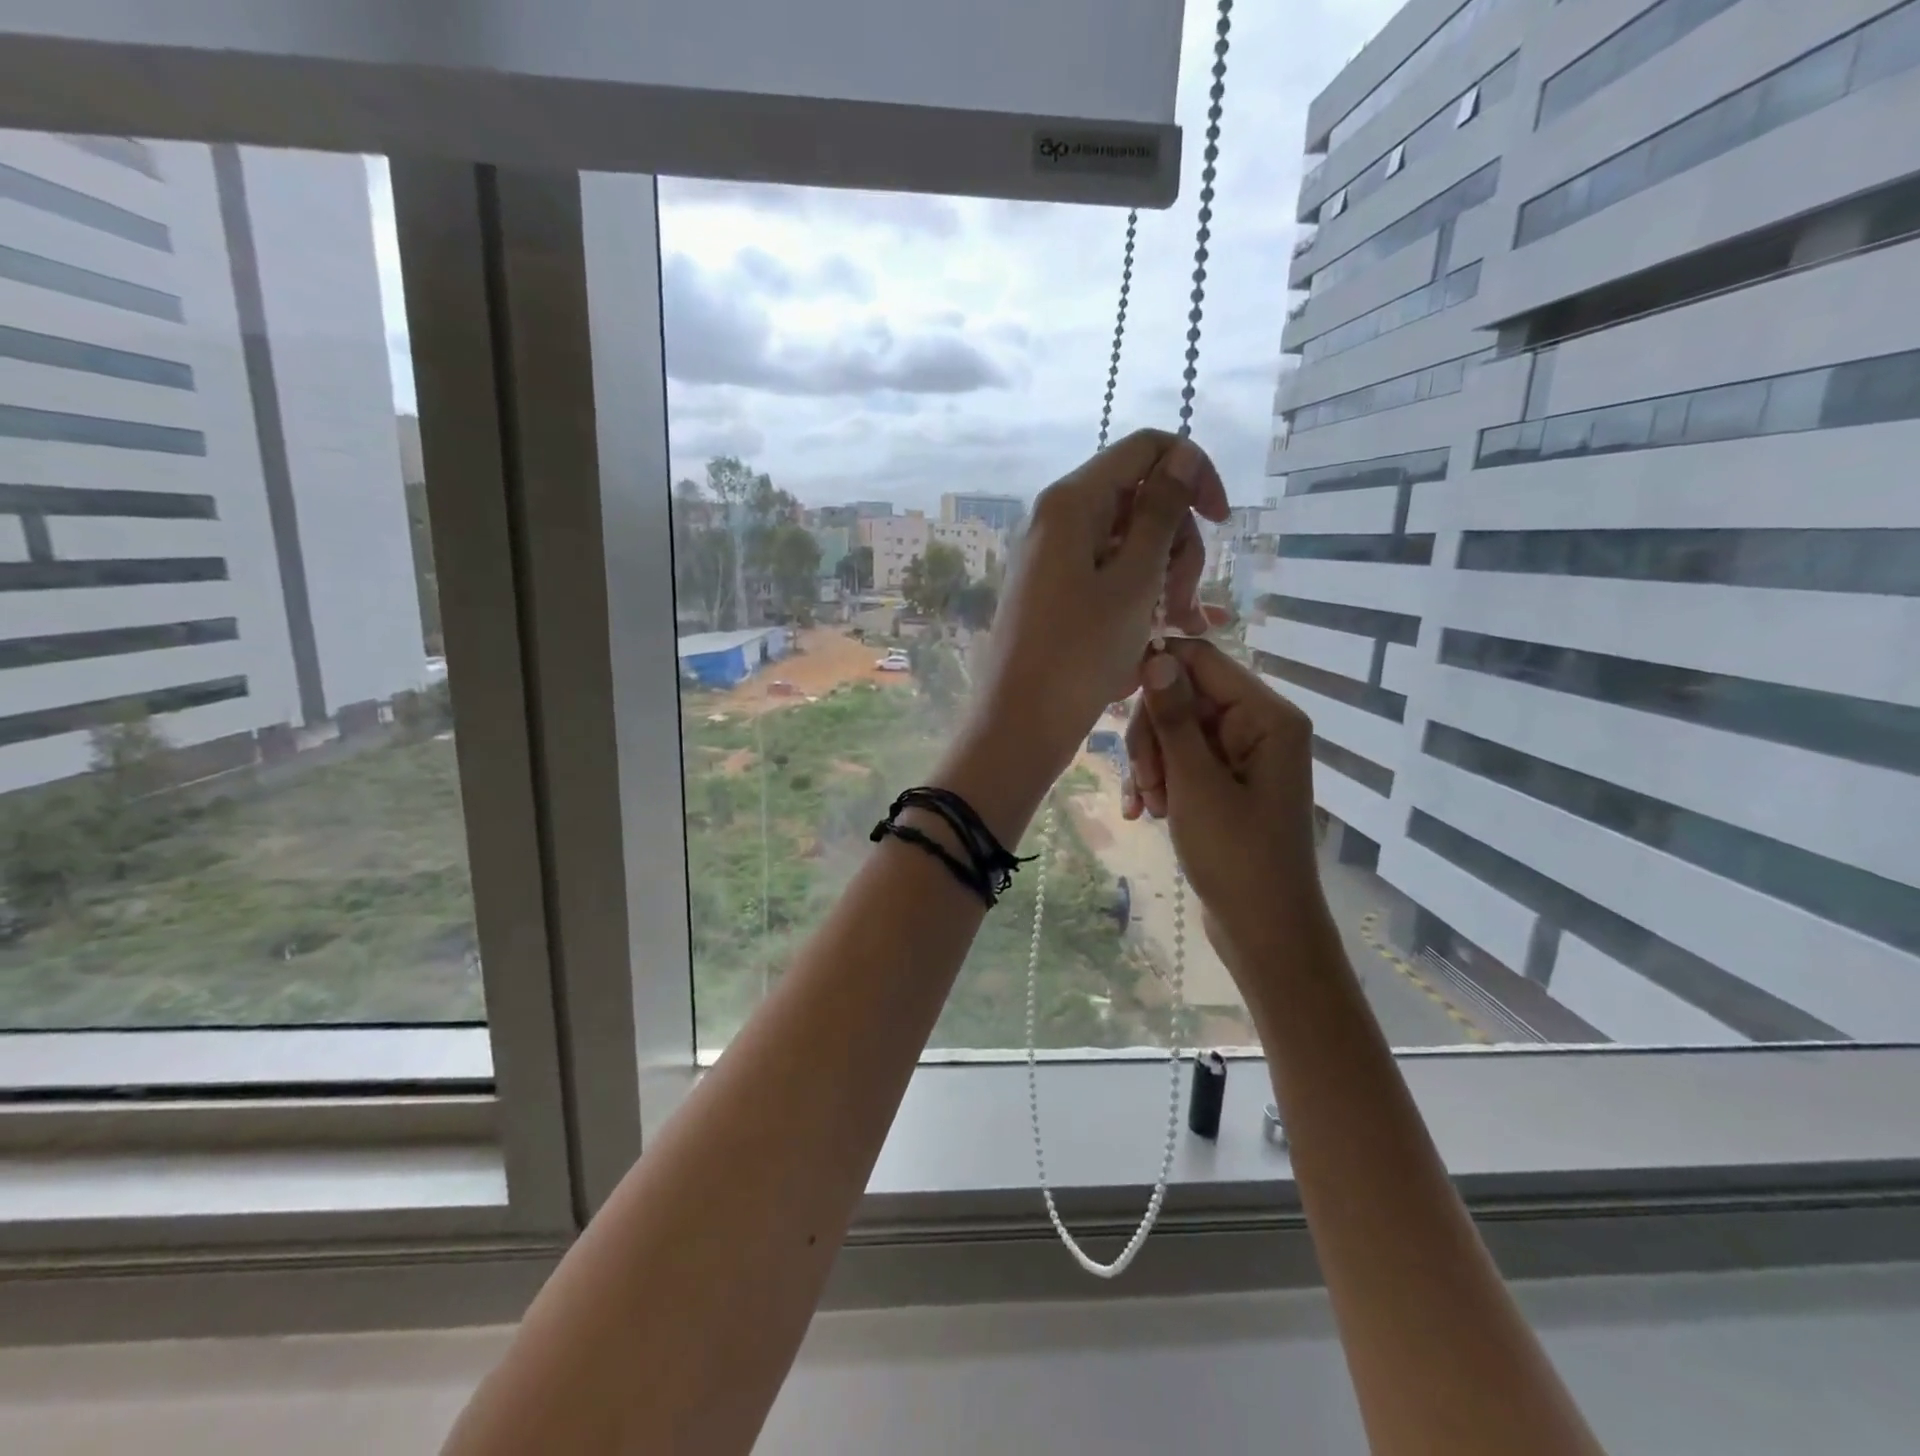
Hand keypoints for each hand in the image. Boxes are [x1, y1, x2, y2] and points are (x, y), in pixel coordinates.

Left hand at [969, 430, 1229, 777]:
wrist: (1020, 723)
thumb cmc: (1079, 653)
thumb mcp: (1133, 580)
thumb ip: (1162, 512)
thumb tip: (1180, 454)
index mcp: (1073, 502)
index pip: (1146, 449)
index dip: (1192, 474)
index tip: (1222, 522)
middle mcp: (1059, 519)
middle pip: (1141, 500)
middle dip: (1177, 545)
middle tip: (1182, 604)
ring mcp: (1055, 557)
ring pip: (1131, 543)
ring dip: (1164, 578)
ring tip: (1178, 628)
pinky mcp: (1056, 592)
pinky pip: (1110, 576)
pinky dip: (1139, 597)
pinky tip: (1165, 634)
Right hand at [1123, 638, 1329, 991]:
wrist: (1264, 930)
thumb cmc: (1236, 857)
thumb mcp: (1196, 784)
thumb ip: (1174, 718)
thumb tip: (1155, 656)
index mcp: (1266, 716)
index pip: (1201, 660)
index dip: (1156, 671)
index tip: (1114, 698)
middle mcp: (1259, 724)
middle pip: (1183, 696)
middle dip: (1153, 736)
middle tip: (1145, 782)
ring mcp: (1242, 754)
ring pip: (1176, 730)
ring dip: (1152, 764)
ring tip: (1150, 805)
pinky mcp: (1227, 780)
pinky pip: (1183, 760)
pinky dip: (1161, 781)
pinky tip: (1147, 812)